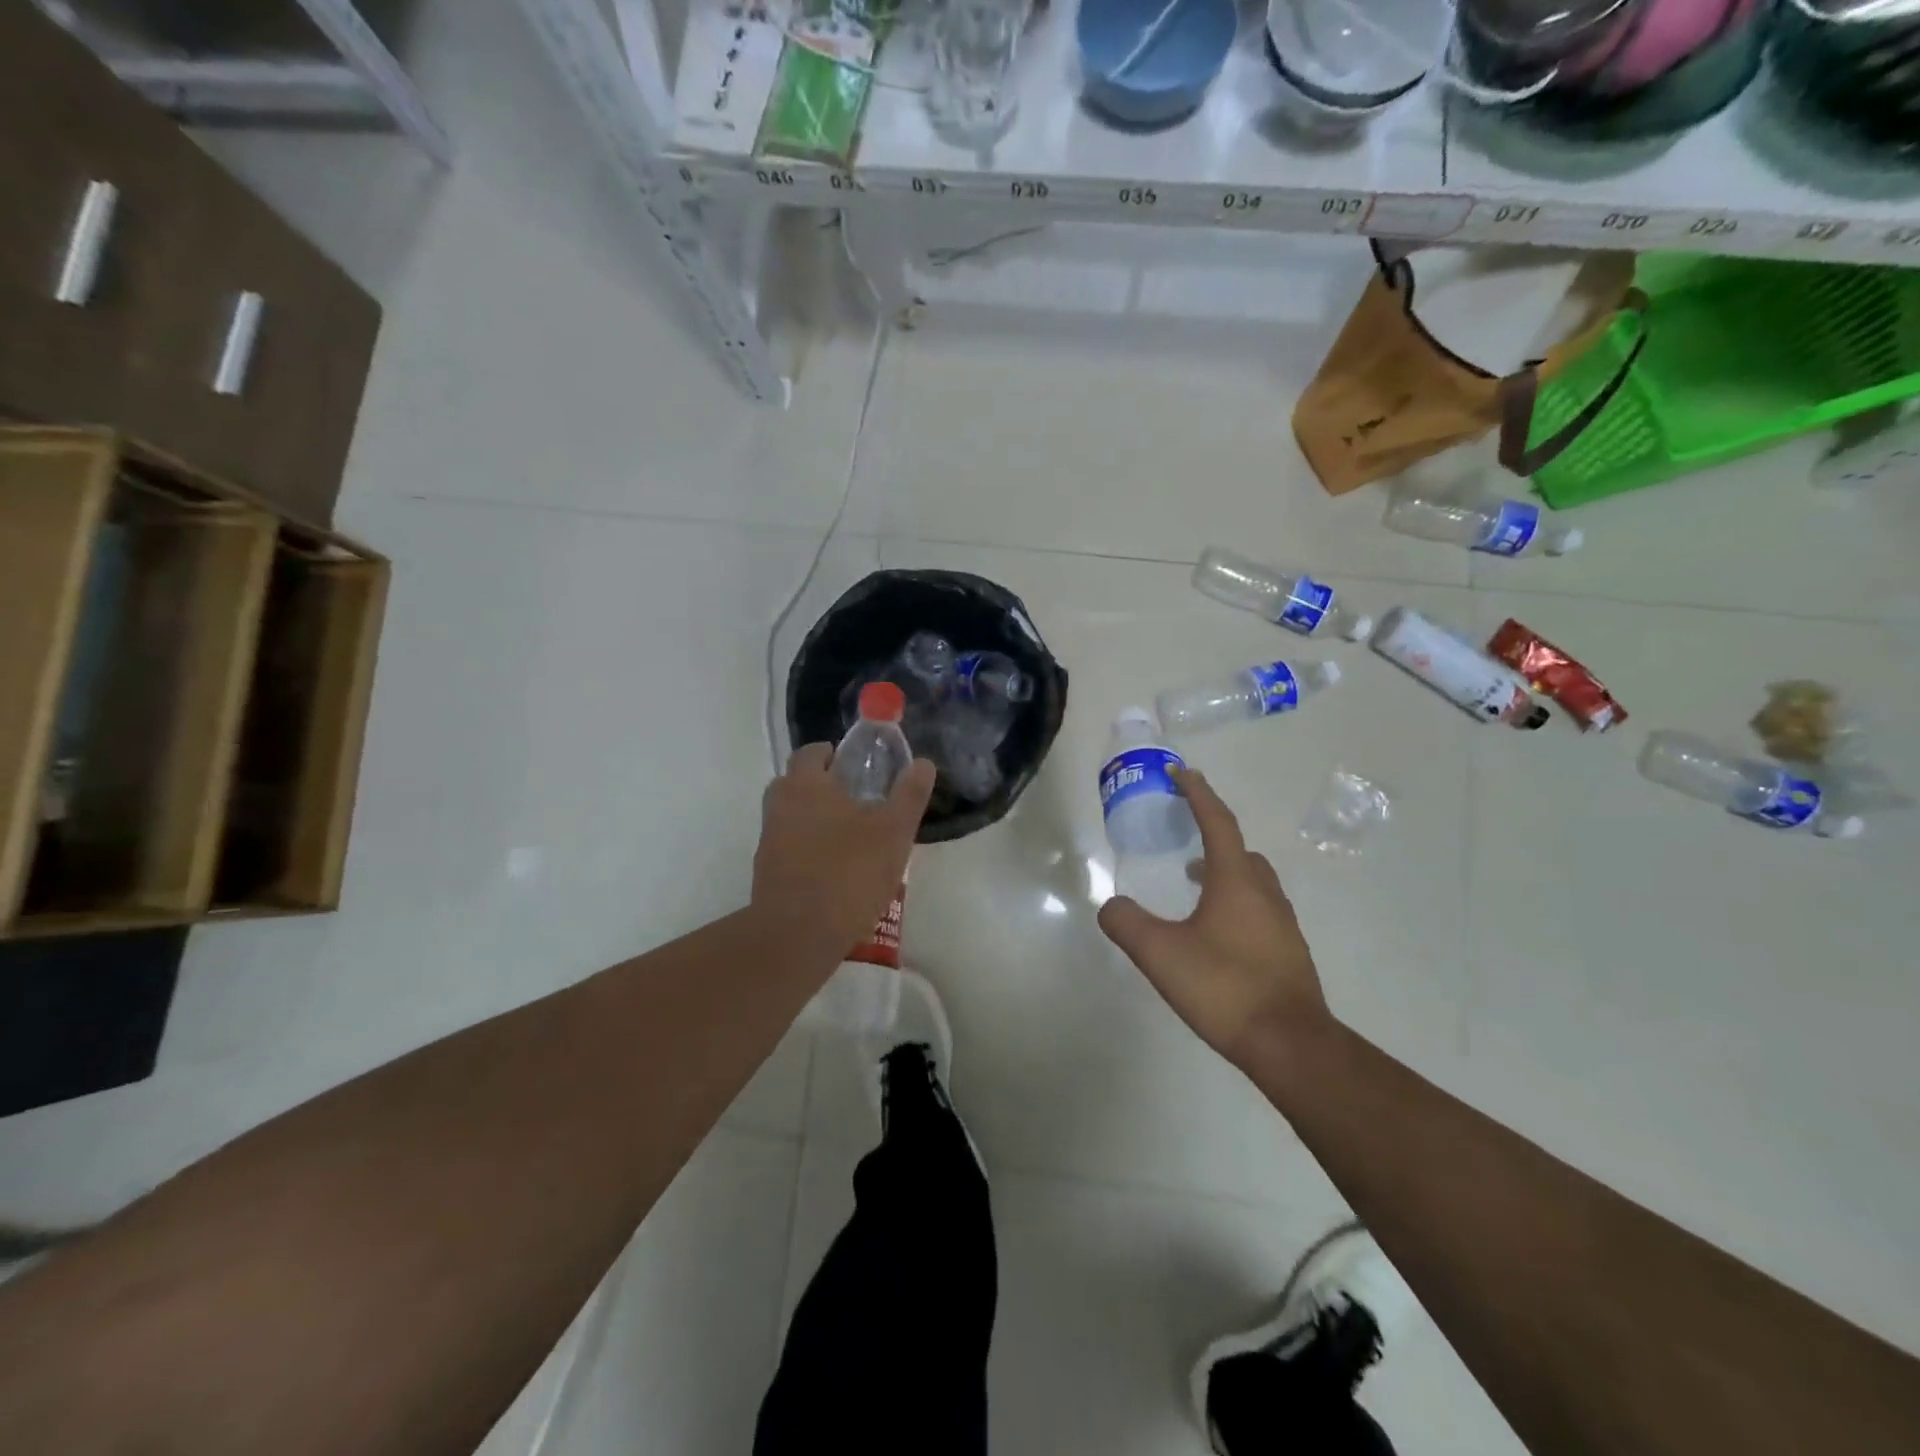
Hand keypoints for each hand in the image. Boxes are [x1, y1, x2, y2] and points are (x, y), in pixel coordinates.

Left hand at [753, 744, 935, 958]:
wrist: (797, 935)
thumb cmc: (849, 873)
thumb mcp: (893, 832)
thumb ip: (909, 795)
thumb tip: (923, 764)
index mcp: (806, 784)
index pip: (812, 753)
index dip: (833, 755)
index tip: (856, 768)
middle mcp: (780, 805)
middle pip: (797, 783)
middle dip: (823, 787)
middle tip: (857, 802)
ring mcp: (768, 840)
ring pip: (792, 817)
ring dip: (815, 820)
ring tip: (851, 839)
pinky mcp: (766, 872)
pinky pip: (789, 848)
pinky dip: (807, 850)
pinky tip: (835, 870)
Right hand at [1098, 767, 1330, 1065]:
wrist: (1291, 1045)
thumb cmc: (1225, 987)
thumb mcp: (1160, 954)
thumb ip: (1127, 923)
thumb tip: (1110, 906)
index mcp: (1236, 880)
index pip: (1216, 821)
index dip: (1196, 793)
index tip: (1180, 771)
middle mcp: (1264, 892)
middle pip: (1239, 849)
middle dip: (1211, 834)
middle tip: (1184, 834)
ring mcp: (1282, 923)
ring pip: (1251, 880)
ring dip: (1223, 870)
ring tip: (1193, 883)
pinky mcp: (1288, 951)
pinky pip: (1258, 907)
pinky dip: (1235, 900)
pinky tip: (1215, 931)